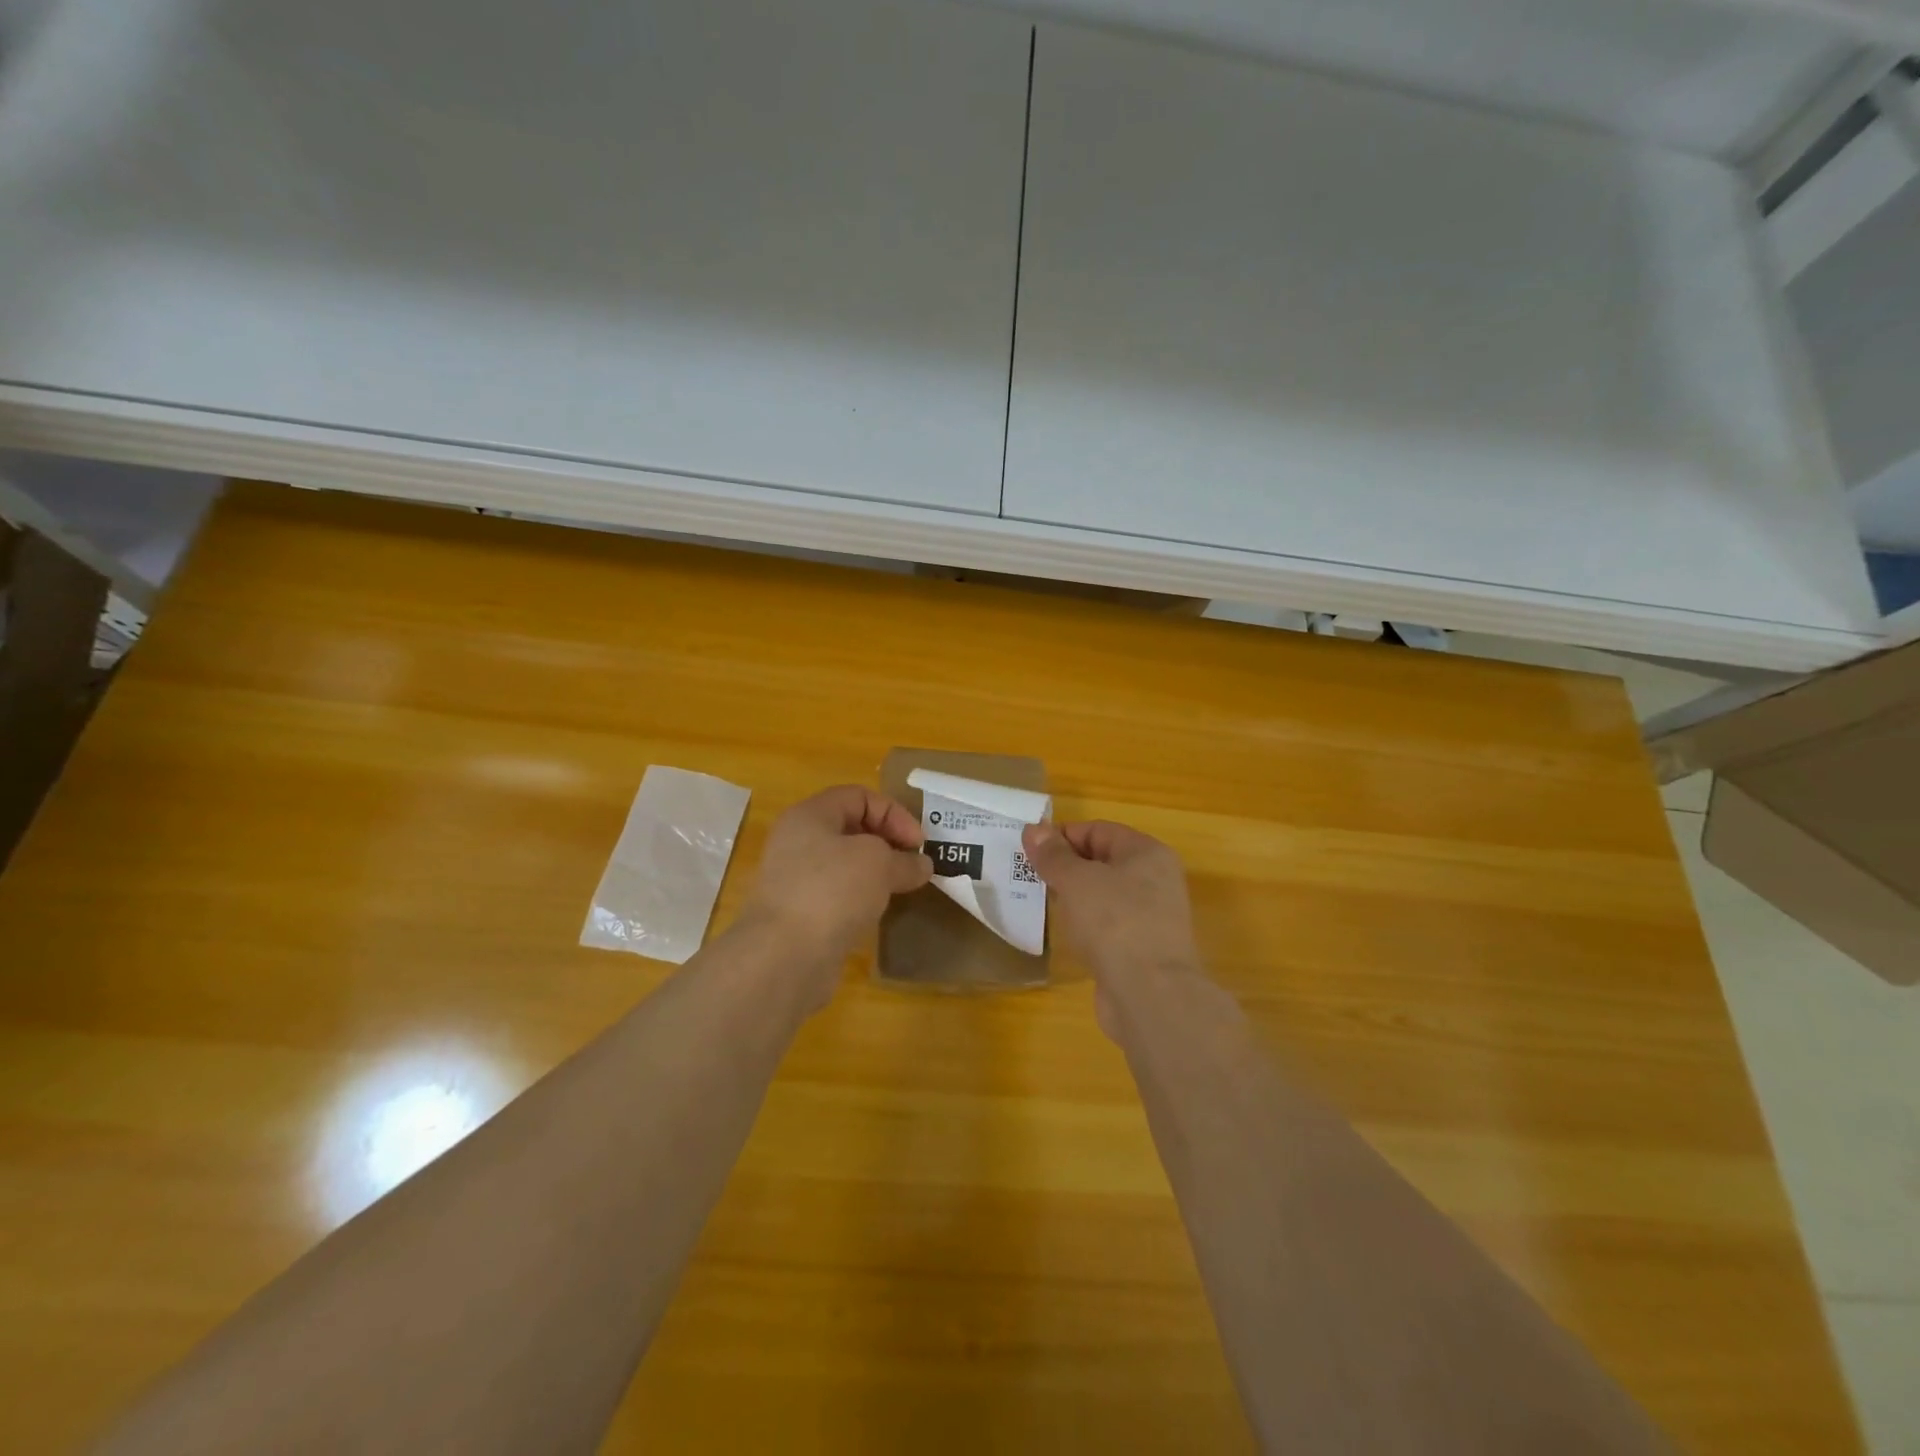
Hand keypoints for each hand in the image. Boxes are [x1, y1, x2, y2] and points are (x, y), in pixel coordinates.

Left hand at [739, 785, 931, 1003]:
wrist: (784, 956)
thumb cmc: (832, 891)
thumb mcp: (879, 864)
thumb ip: (904, 860)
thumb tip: (921, 866)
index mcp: (810, 815)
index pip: (859, 797)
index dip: (894, 813)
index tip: (918, 844)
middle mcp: (798, 841)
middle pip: (851, 829)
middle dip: (887, 842)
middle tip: (914, 864)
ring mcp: (796, 879)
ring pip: (845, 864)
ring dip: (876, 873)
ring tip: (901, 888)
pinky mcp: (800, 913)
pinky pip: (838, 895)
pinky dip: (861, 899)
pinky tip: (877, 912)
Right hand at [1021, 820, 1202, 1038]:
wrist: (1150, 995)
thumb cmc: (1114, 922)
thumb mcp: (1076, 880)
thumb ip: (1053, 855)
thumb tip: (1034, 830)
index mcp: (1147, 853)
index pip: (1098, 830)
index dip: (1062, 836)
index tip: (1028, 851)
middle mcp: (1155, 880)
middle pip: (1102, 861)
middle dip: (1065, 867)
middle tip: (1030, 877)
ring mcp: (1151, 917)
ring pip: (1103, 895)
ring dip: (1073, 897)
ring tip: (1041, 903)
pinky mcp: (1141, 948)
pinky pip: (1107, 925)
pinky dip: (1085, 924)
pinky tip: (1064, 933)